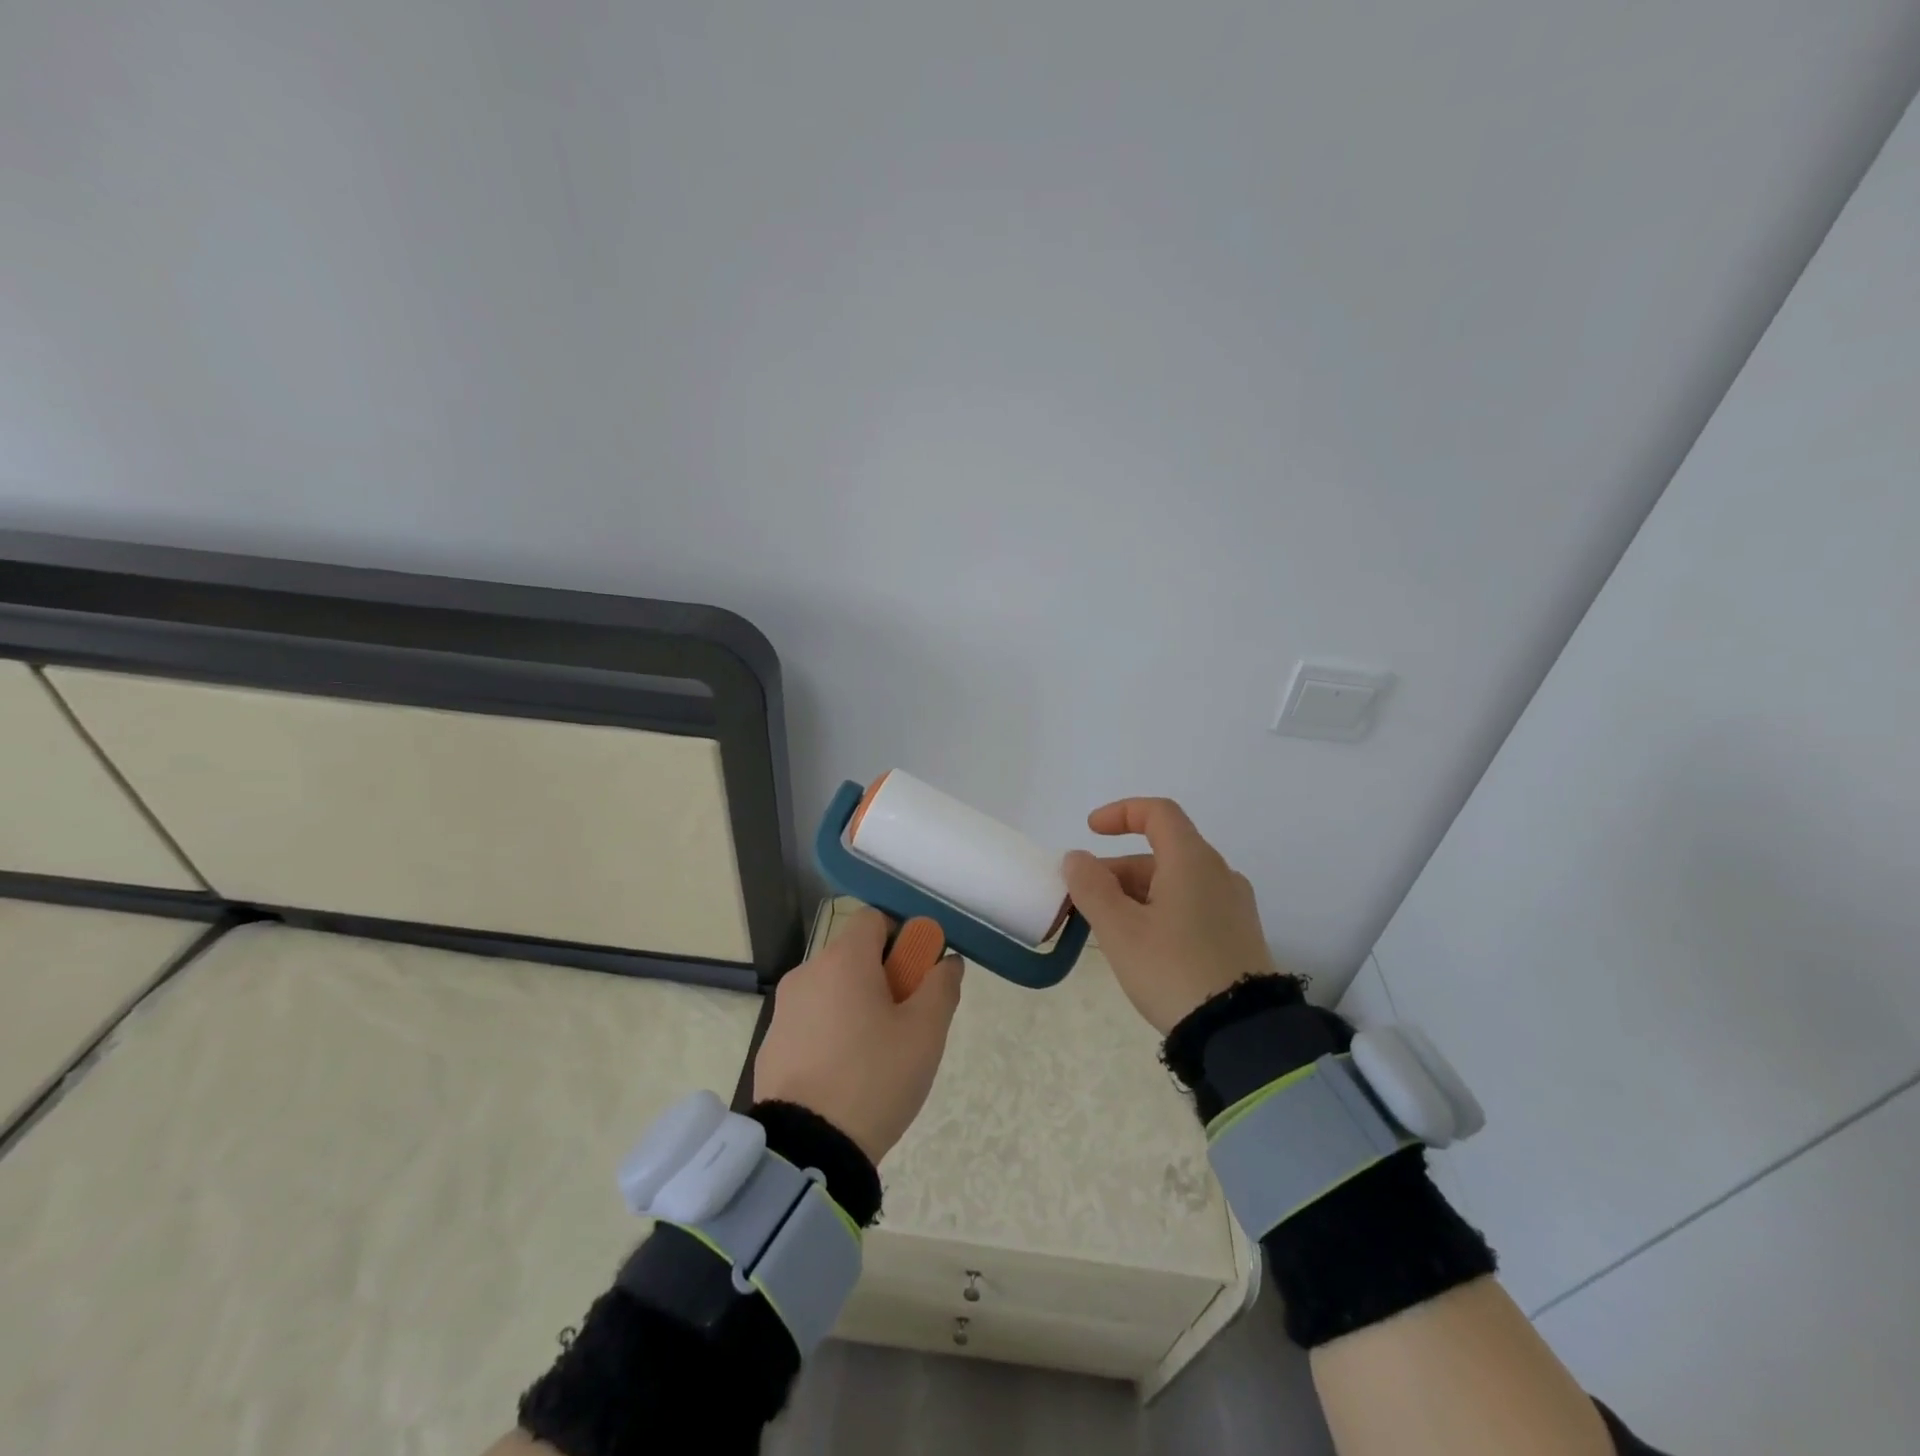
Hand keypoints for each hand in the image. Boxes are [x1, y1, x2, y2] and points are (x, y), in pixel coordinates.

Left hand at [753, 909, 963, 1164]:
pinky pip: (812, 1021)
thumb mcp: (925, 1033)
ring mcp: (784, 1010)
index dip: (902, 937)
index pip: (874, 918)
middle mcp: (807, 973)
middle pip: (854, 955)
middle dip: (885, 977)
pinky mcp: (771, 1045)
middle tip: (907, 1021)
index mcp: (843, 960)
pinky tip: (846, 1075)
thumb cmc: (875, 1077)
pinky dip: (832, 1032)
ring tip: (879, 1055)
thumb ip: (942, 986)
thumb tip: (947, 961)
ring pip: (833, 990)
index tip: (918, 975)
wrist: (807, 1150)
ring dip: (858, 1006)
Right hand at [1061, 797, 1276, 1033]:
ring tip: (1108, 929)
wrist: (1241, 1033)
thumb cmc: (1173, 970)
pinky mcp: (1239, 934)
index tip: (1090, 831)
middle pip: (1161, 852)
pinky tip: (1143, 945)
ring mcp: (1233, 905)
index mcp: (1192, 860)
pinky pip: (1192, 905)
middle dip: (1117, 870)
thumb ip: (1091, 887)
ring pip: (1175, 882)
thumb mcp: (1120, 930)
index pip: (1157, 813)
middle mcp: (1219, 873)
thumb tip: (1077, 858)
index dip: (1120, 813)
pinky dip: (1160, 910)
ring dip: (1135, 893)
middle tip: (1084, 902)